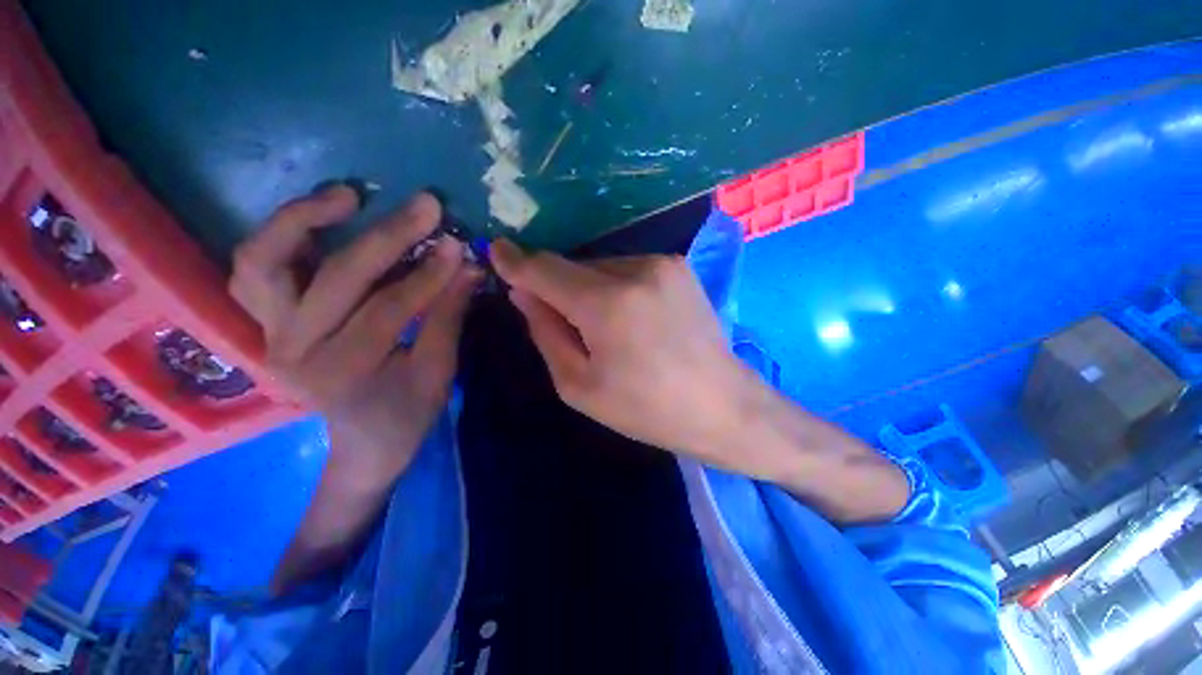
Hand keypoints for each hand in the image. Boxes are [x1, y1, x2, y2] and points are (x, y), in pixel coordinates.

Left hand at [229, 185, 479, 483]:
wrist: (364, 444)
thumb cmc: (408, 413)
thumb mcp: (438, 371)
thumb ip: (448, 315)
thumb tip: (467, 267)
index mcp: (343, 372)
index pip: (387, 309)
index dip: (427, 274)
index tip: (457, 245)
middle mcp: (293, 350)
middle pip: (335, 278)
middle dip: (387, 237)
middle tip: (426, 206)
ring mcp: (270, 334)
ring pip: (262, 261)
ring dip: (302, 220)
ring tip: (348, 195)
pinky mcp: (266, 323)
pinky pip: (256, 270)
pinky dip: (280, 237)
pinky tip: (317, 220)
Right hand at [489, 240, 756, 468]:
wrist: (721, 405)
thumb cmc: (646, 408)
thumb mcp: (579, 385)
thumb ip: (545, 332)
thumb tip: (523, 292)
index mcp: (606, 304)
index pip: (545, 269)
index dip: (517, 262)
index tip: (496, 252)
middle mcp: (634, 270)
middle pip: (573, 267)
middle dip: (559, 289)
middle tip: (571, 328)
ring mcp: (661, 263)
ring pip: (600, 266)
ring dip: (589, 289)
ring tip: (611, 330)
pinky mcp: (678, 265)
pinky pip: (627, 269)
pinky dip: (616, 288)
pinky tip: (634, 319)